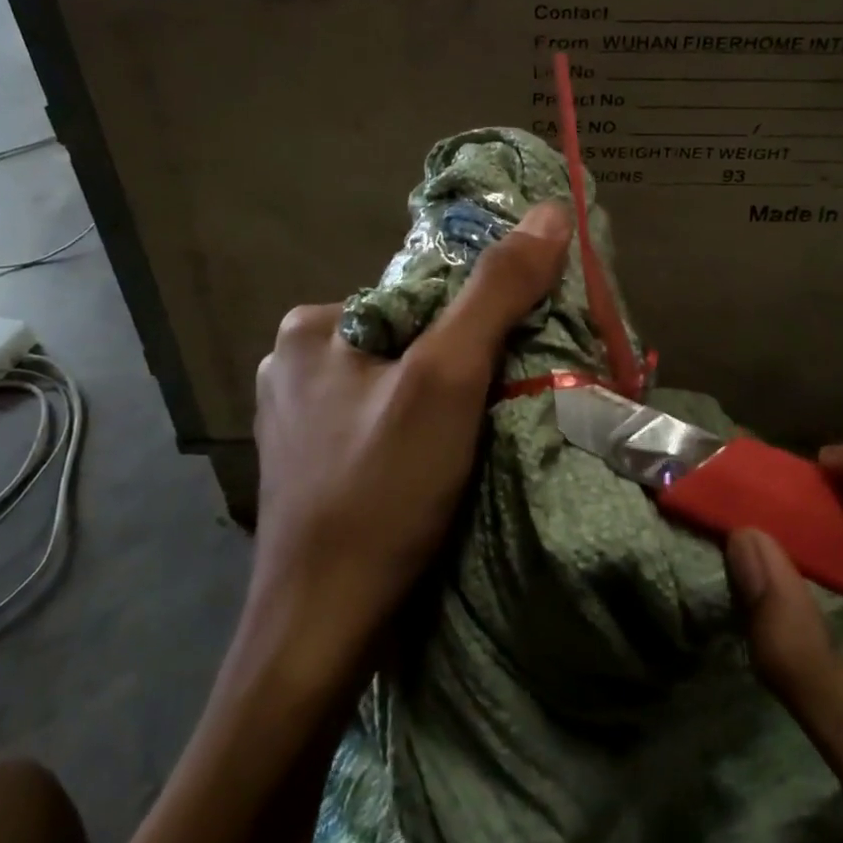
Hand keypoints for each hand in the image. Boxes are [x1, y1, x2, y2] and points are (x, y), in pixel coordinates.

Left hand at [250, 201, 570, 652]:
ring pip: (397, 387)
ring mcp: (296, 420)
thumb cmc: (380, 491)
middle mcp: (293, 363)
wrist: (320, 630)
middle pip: (409, 342)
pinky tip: (435, 471)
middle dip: (458, 369)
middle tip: (498, 412)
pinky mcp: (308, 467)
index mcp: (313, 325)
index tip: (513, 364)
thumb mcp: (447, 379)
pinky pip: (379, 426)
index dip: (476, 324)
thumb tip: (549, 212)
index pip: (421, 296)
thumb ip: (497, 292)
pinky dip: (416, 437)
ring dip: (441, 406)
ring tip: (473, 446)